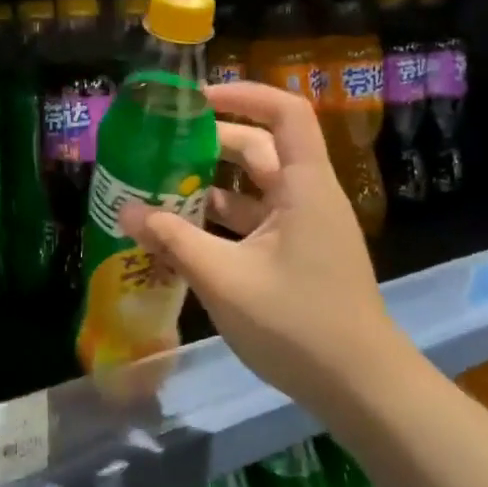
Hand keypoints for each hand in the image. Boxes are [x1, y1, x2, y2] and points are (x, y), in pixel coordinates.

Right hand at [120, 80, 395, 406]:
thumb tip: (124, 210)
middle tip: (160, 147)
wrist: (363, 391)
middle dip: (210, 143)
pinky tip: (182, 233)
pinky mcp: (297, 255)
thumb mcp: (225, 279)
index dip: (243, 95)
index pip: (285, 113)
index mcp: (304, 187)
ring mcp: (303, 228)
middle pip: (260, 149)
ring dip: (210, 184)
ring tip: (159, 187)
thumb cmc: (299, 325)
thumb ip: (172, 240)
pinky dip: (220, 220)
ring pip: (253, 187)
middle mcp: (307, 197)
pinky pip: (254, 220)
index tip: (195, 101)